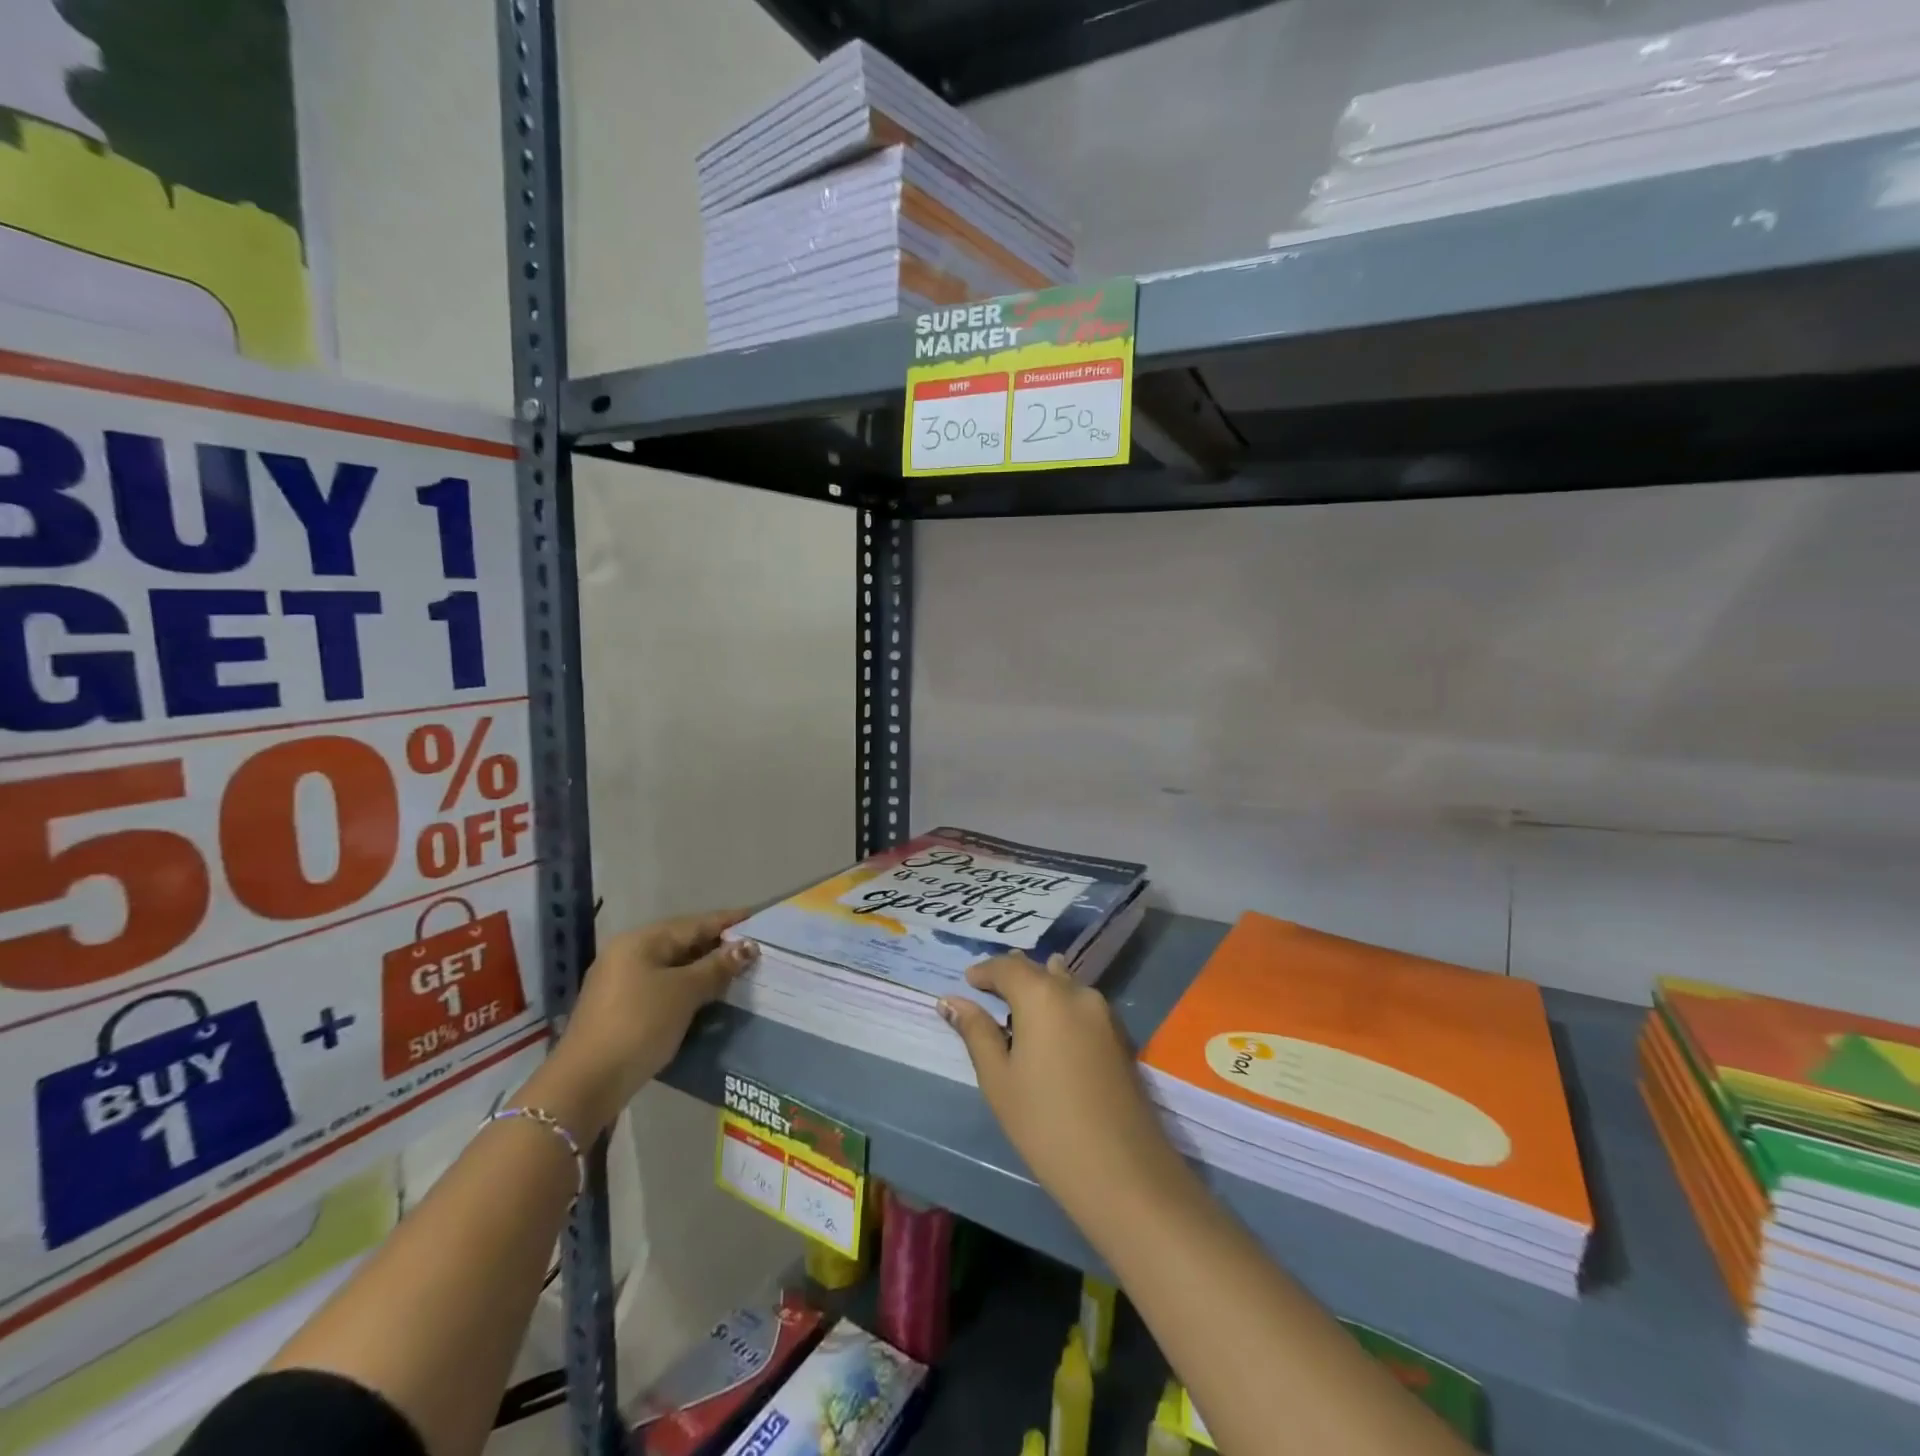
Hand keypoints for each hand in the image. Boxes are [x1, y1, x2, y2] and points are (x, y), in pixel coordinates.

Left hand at [545, 909, 758, 1131]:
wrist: (586, 1084)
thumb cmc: (639, 1025)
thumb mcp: (684, 992)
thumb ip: (717, 967)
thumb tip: (747, 946)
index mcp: (641, 941)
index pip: (694, 923)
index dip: (728, 922)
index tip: (758, 918)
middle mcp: (628, 954)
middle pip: (682, 943)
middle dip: (717, 946)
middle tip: (754, 949)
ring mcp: (621, 983)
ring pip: (673, 968)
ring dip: (704, 970)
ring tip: (738, 973)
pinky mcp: (621, 1010)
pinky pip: (663, 988)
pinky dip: (687, 989)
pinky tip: (708, 998)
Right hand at [939, 953, 1180, 1220]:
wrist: (1123, 1171)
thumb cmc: (1046, 1125)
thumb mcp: (999, 1079)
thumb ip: (976, 1032)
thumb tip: (950, 1001)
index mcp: (1043, 995)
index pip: (1007, 967)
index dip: (984, 971)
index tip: (968, 982)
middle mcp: (1077, 992)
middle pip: (1038, 970)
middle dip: (1012, 977)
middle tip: (988, 994)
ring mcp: (1105, 1013)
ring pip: (1064, 985)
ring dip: (1040, 989)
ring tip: (1018, 1011)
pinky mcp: (1120, 1036)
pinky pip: (1082, 1005)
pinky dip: (1061, 1006)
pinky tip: (1051, 1032)